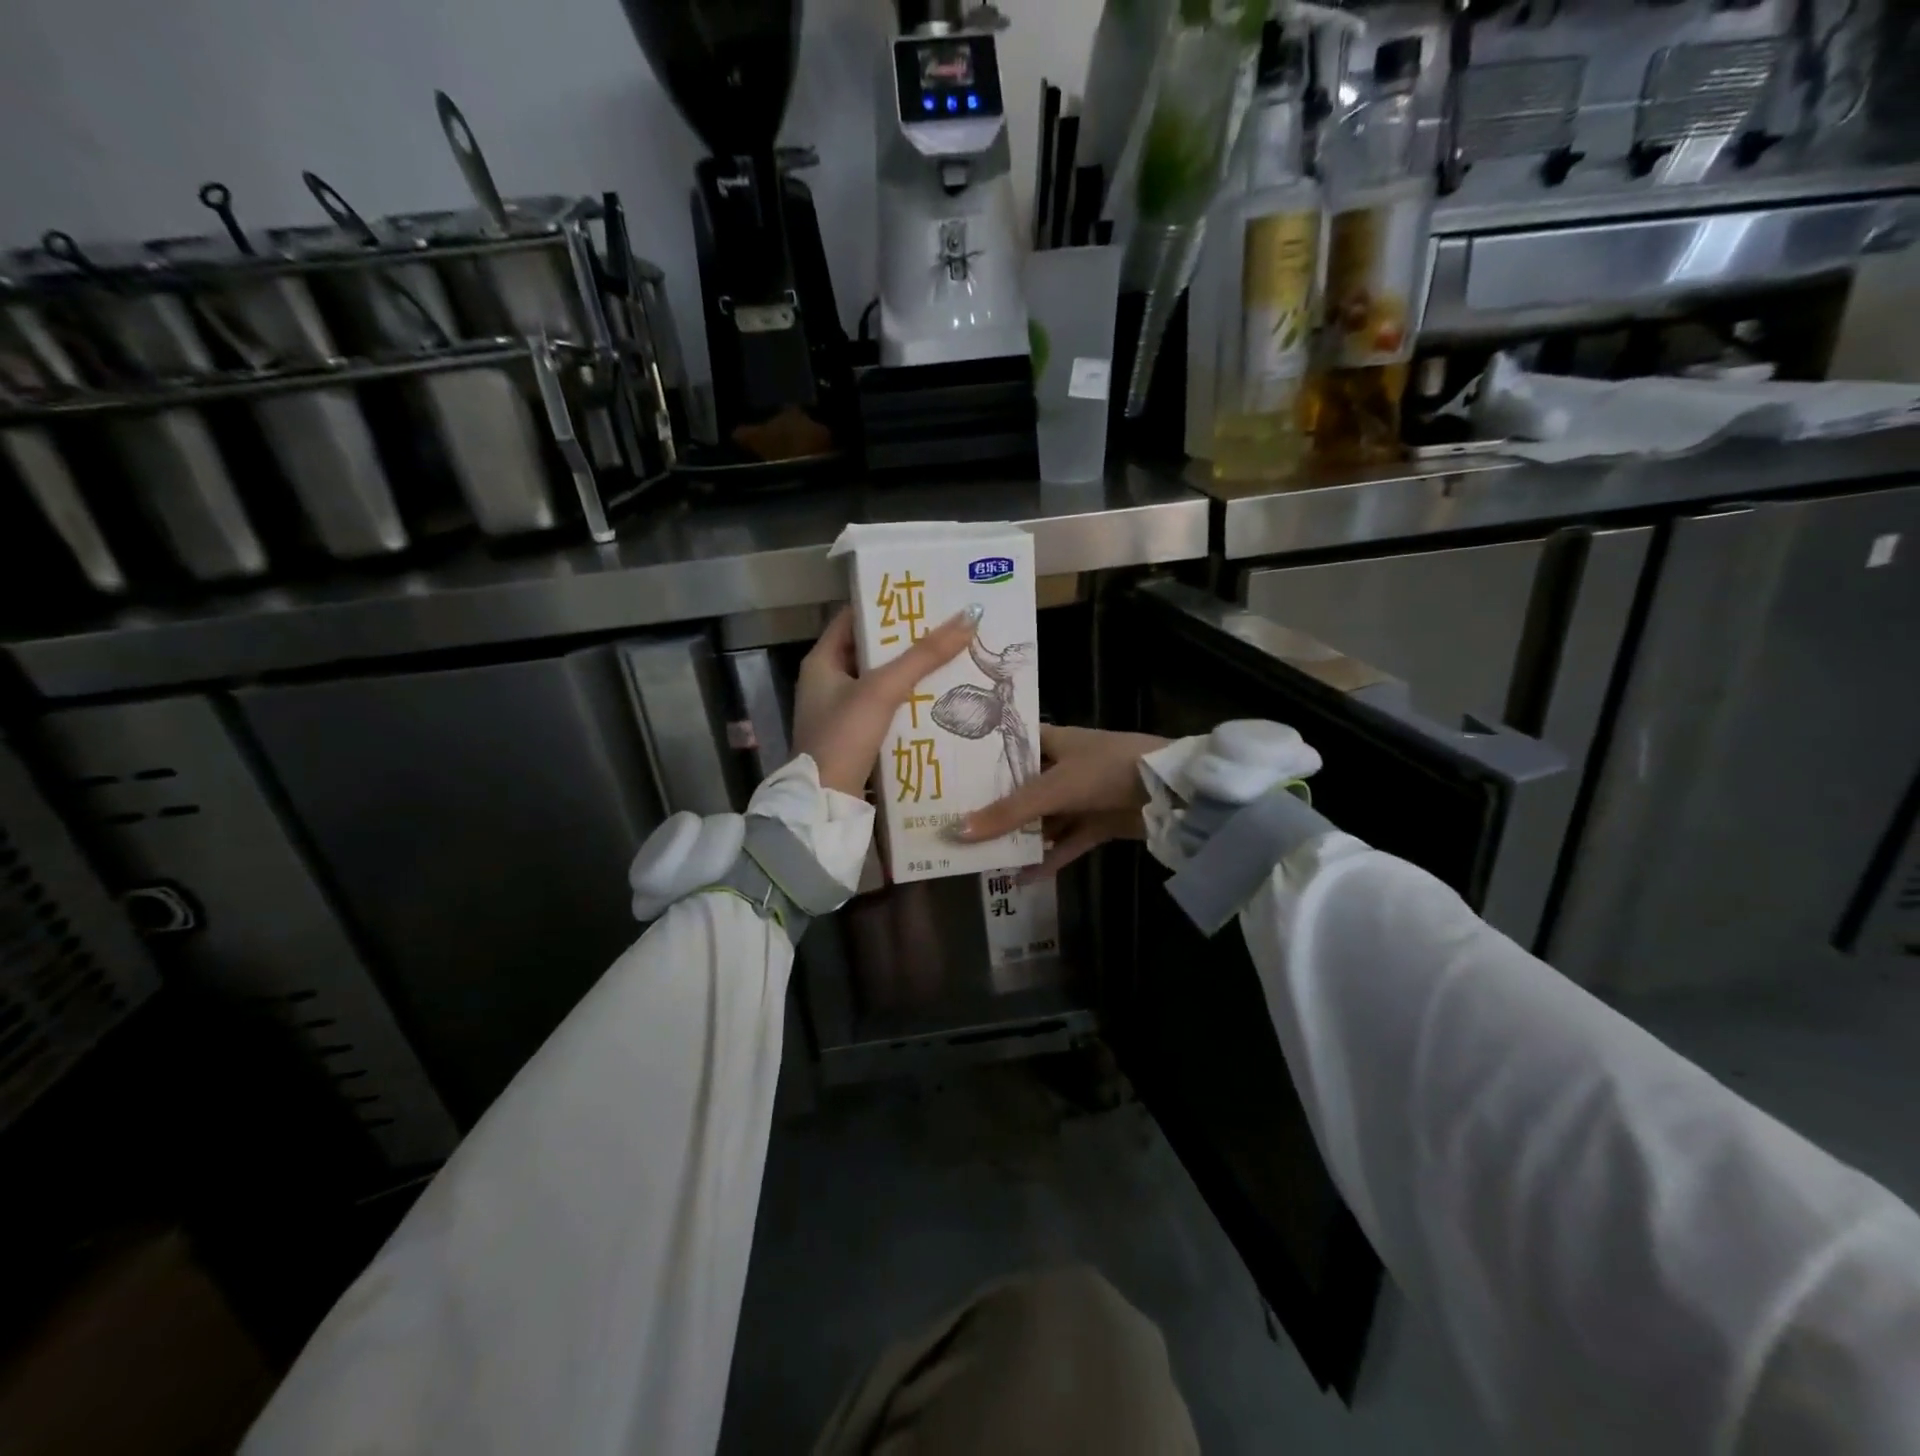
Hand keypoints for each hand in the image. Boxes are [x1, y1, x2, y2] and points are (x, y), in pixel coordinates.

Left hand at [792, 604, 982, 797]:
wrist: (825, 802)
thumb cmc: (844, 736)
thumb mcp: (883, 689)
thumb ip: (923, 656)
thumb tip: (968, 616)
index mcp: (822, 661)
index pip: (854, 618)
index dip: (886, 604)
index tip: (923, 596)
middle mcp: (828, 682)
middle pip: (872, 650)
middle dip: (908, 640)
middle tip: (948, 626)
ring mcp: (841, 712)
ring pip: (882, 681)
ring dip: (912, 672)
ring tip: (952, 657)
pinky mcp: (856, 737)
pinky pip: (886, 709)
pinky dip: (909, 701)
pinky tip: (939, 699)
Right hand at [955, 725, 1168, 879]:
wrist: (1172, 790)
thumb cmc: (1107, 770)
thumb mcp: (1055, 788)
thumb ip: (1009, 811)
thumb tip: (958, 832)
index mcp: (1052, 741)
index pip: (1009, 745)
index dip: (982, 758)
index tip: (950, 776)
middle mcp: (1064, 765)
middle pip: (1022, 787)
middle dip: (995, 806)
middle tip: (954, 823)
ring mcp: (1082, 795)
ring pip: (1043, 818)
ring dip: (1020, 836)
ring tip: (982, 856)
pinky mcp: (1099, 822)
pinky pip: (1067, 841)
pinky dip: (1049, 858)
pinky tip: (1022, 877)